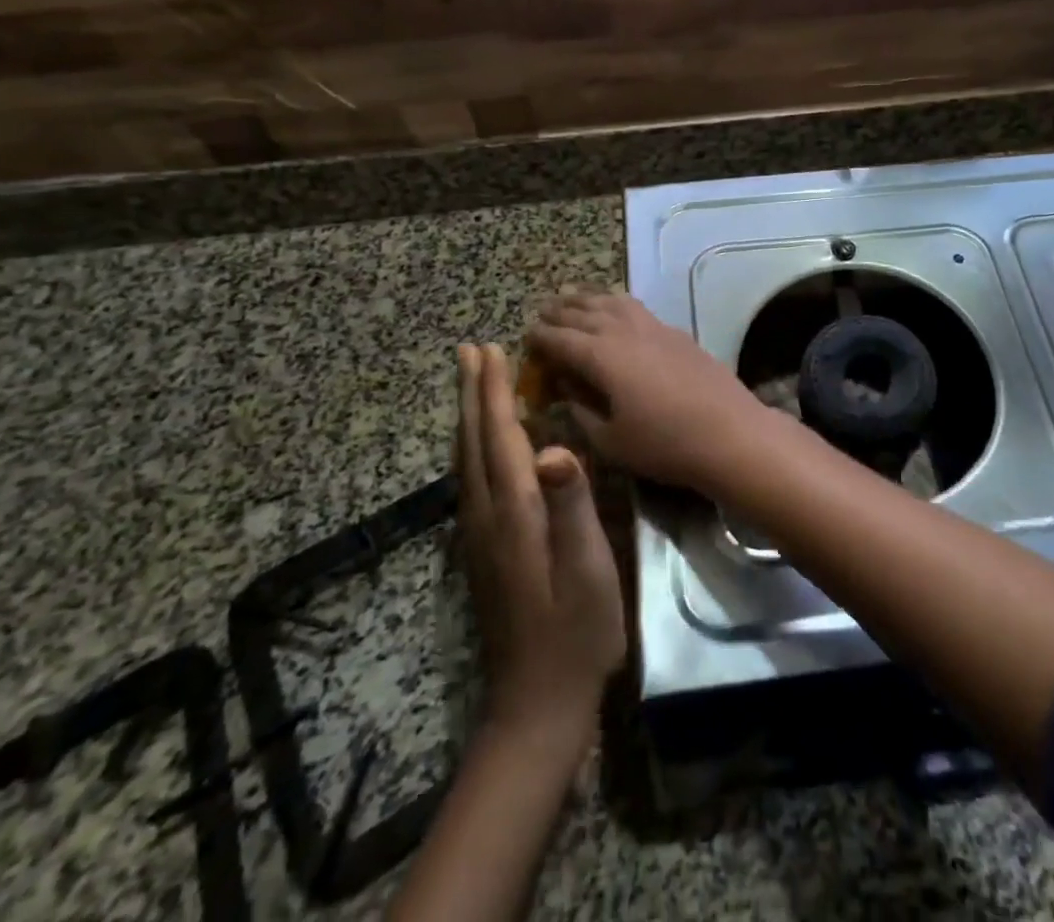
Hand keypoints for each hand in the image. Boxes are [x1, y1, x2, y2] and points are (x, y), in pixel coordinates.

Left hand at [455, 344, 625, 759]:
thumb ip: (571, 506)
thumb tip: (553, 448)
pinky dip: (472, 446)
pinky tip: (480, 446)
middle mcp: (486, 516)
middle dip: (472, 393)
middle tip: (469, 351)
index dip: (495, 391)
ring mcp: (479, 536)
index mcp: (514, 512)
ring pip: (466, 460)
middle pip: (473, 441)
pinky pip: (470, 479)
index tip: (490, 350)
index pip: (500, 436)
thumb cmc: (577, 631)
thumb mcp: (587, 568)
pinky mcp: (482, 551)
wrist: (538, 703)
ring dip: (468, 415)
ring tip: (470, 384)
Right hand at [527, 293, 774, 495]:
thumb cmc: (665, 444)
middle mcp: (625, 332)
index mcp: (602, 357)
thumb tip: (565, 387)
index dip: (540, 338)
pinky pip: (636, 307)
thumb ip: (581, 410)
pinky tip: (616, 309)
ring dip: (588, 299)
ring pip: (613, 301)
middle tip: (543, 313)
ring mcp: (654, 327)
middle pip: (584, 312)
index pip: (561, 339)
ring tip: (573, 299)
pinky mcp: (676, 332)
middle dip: (560, 312)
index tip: (526, 337)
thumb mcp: (611, 440)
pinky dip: (616, 302)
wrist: (730, 433)